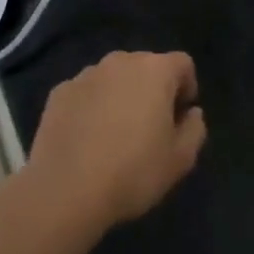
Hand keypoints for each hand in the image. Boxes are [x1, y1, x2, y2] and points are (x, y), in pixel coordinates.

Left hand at [26, 51, 206, 229]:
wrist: (65, 191)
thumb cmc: (132, 172)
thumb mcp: (180, 160)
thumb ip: (194, 129)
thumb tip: (191, 113)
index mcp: (155, 71)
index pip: (182, 64)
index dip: (187, 87)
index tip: (180, 116)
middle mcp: (120, 62)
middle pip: (146, 66)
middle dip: (153, 89)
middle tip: (150, 126)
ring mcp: (86, 75)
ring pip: (113, 78)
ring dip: (120, 95)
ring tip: (115, 133)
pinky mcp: (58, 92)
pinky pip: (86, 93)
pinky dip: (91, 106)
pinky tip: (87, 138)